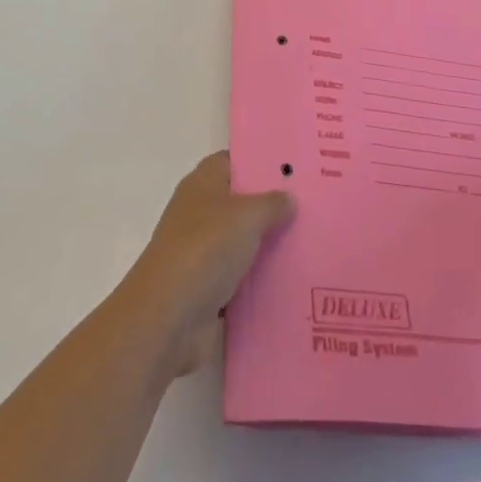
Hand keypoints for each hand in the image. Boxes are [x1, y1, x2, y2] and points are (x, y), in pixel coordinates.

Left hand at [122, 151, 293, 377]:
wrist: (168, 319)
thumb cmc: (205, 249)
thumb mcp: (247, 215)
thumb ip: (272, 203)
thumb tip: (288, 198)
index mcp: (203, 184)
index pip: (234, 162)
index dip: (261, 162)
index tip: (296, 167)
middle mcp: (200, 213)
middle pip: (242, 203)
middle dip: (273, 206)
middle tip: (313, 205)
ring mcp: (202, 253)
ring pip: (244, 242)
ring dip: (270, 246)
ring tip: (313, 241)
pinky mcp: (208, 290)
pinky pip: (243, 278)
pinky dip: (262, 280)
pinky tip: (295, 278)